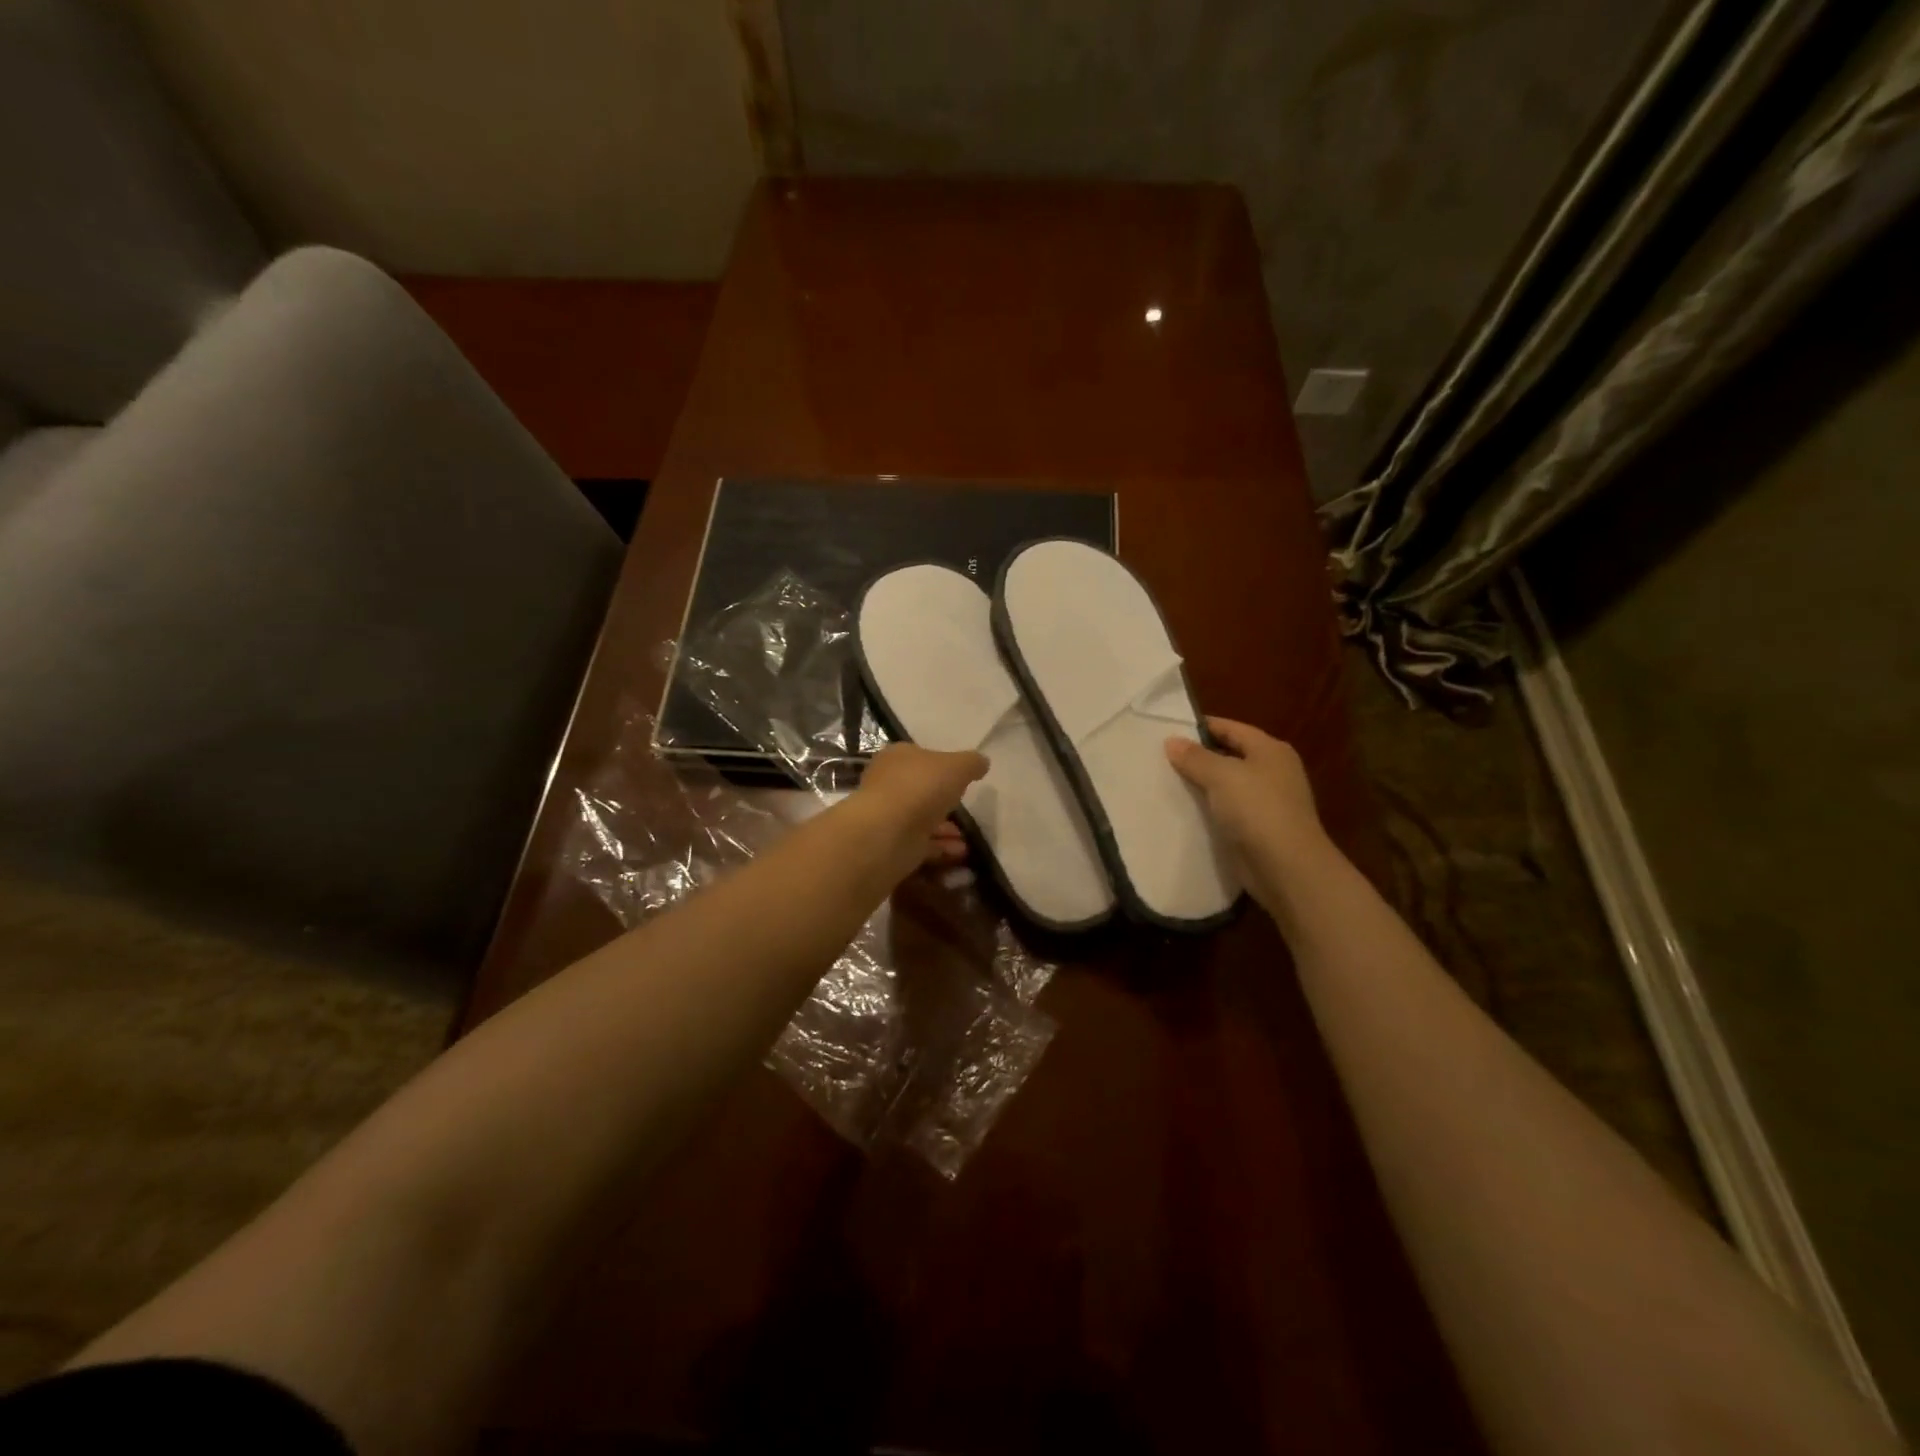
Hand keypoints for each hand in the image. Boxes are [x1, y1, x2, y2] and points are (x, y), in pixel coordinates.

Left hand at [855, 743, 987, 877]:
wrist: (886, 833)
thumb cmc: (920, 788)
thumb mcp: (957, 767)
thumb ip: (971, 763)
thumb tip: (981, 762)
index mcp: (897, 757)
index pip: (920, 756)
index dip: (941, 766)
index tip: (962, 778)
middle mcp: (888, 783)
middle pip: (920, 789)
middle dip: (944, 800)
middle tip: (966, 809)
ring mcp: (888, 816)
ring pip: (921, 819)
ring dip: (945, 828)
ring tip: (967, 837)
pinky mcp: (891, 844)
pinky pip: (920, 843)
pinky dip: (940, 847)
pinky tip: (960, 852)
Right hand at [1166, 718, 1332, 902]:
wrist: (1286, 867)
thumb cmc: (1257, 810)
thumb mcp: (1221, 776)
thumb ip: (1195, 757)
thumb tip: (1172, 741)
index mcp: (1270, 750)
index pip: (1230, 728)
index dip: (1200, 727)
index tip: (1167, 732)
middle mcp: (1273, 771)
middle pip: (1229, 755)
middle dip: (1198, 757)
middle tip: (1161, 758)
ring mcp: (1268, 801)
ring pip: (1227, 784)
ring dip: (1202, 784)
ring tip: (1167, 782)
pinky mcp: (1259, 828)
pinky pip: (1228, 810)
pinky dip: (1209, 808)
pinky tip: (1185, 810)